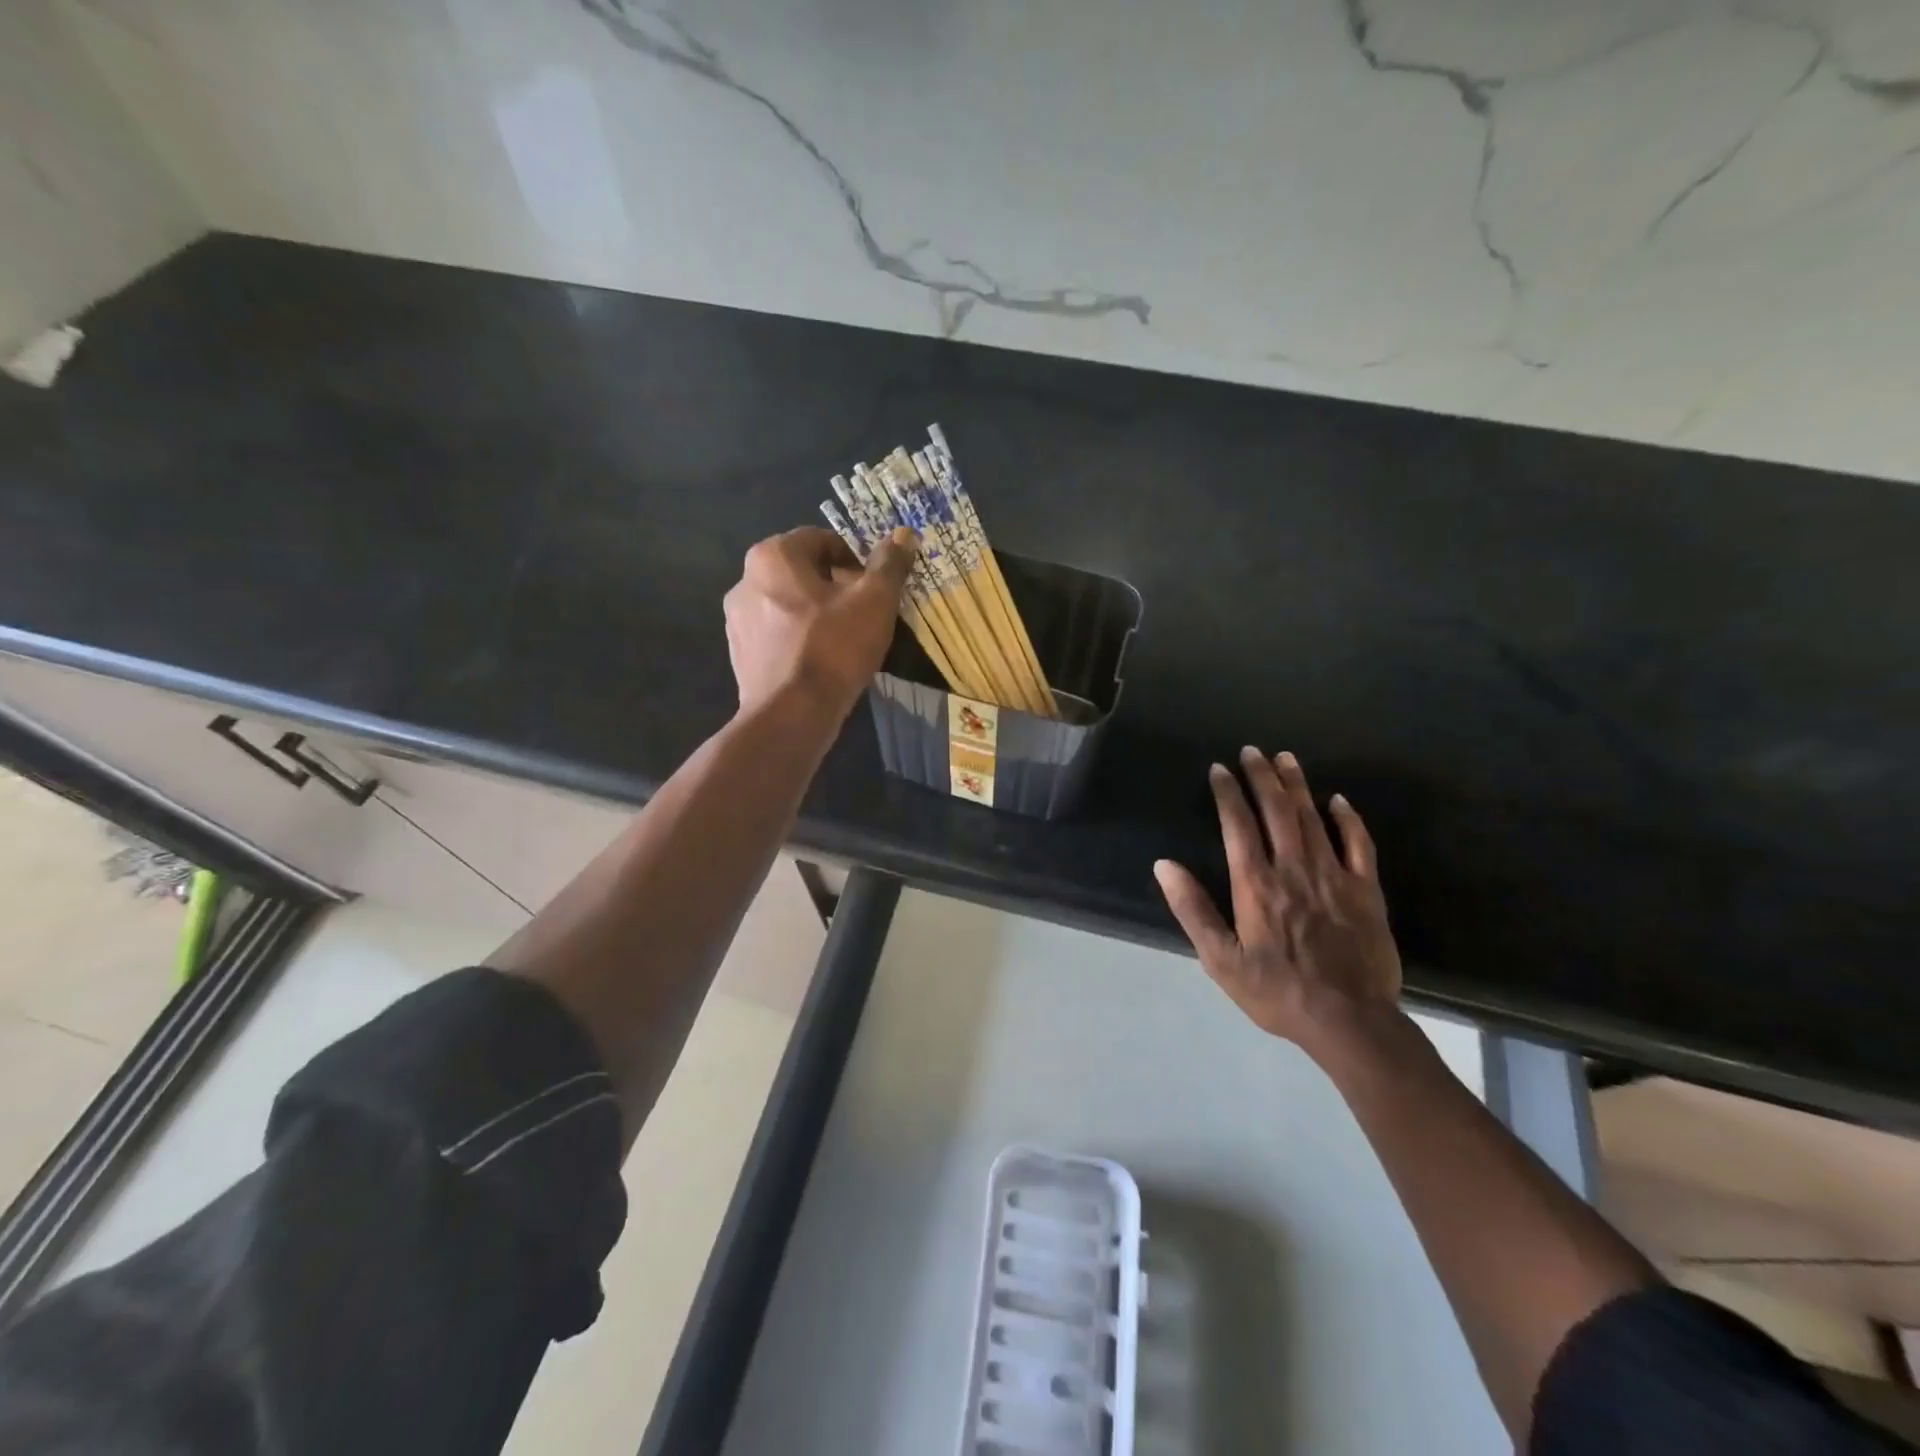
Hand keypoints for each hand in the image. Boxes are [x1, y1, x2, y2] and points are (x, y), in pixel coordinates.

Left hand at [723, 525, 916, 716]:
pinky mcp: (739, 655)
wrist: (791, 715)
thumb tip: (905, 534)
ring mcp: (737, 620)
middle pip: (801, 572)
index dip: (854, 559)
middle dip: (834, 586)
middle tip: (864, 613)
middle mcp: (745, 580)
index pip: (821, 540)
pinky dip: (798, 639)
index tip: (874, 587)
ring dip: (815, 613)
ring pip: (787, 605)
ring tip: (844, 641)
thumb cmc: (834, 648)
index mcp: (772, 556)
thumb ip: (890, 564)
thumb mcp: (875, 601)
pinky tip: (821, 663)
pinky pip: (776, 635)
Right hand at [1154, 747, 1402, 1058]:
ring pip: (1313, 818)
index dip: (1228, 793)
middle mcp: (1293, 869)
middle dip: (1262, 777)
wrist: (1349, 1020)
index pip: (1238, 825)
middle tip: (1252, 751)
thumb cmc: (1277, 991)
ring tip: (1286, 758)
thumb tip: (1164, 865)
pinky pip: (1359, 844)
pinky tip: (1338, 800)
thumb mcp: (1221, 960)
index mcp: (1256, 884)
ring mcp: (1334, 876)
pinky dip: (1348, 818)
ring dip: (1297, 785)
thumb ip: (1193, 909)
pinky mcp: (1366, 890)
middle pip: (1276, 811)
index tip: (1220, 769)